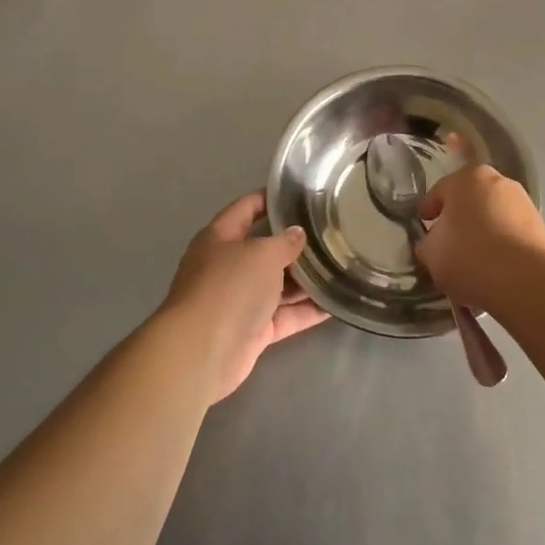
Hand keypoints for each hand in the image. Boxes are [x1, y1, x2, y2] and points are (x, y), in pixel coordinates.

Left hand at [158, 191, 329, 402]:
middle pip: (265, 250)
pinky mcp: (253, 331)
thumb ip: (285, 241)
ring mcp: (239, 301)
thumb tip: (297, 234)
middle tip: (331, 233)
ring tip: (341, 266)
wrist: (203, 351)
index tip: (299, 194)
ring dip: (306, 280)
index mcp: (219, 238)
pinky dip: (307, 310)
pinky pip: (285, 316)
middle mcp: (227, 267)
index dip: (269, 198)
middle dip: (295, 244)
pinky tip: (335, 303)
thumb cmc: (229, 287)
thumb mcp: (262, 253)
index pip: (245, 209)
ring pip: (278, 285)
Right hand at [415, 165, 544, 312]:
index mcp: (467, 177)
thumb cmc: (468, 255)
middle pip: (469, 201)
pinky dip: (502, 245)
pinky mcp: (540, 225)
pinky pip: (511, 233)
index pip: (439, 192)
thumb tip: (434, 242)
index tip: (423, 228)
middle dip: (459, 220)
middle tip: (448, 244)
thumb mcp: (430, 252)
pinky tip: (494, 269)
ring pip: (493, 216)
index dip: (428, 212)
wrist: (523, 280)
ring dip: (483, 232)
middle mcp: (498, 180)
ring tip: (474, 262)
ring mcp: (523, 202)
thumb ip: (427, 242)